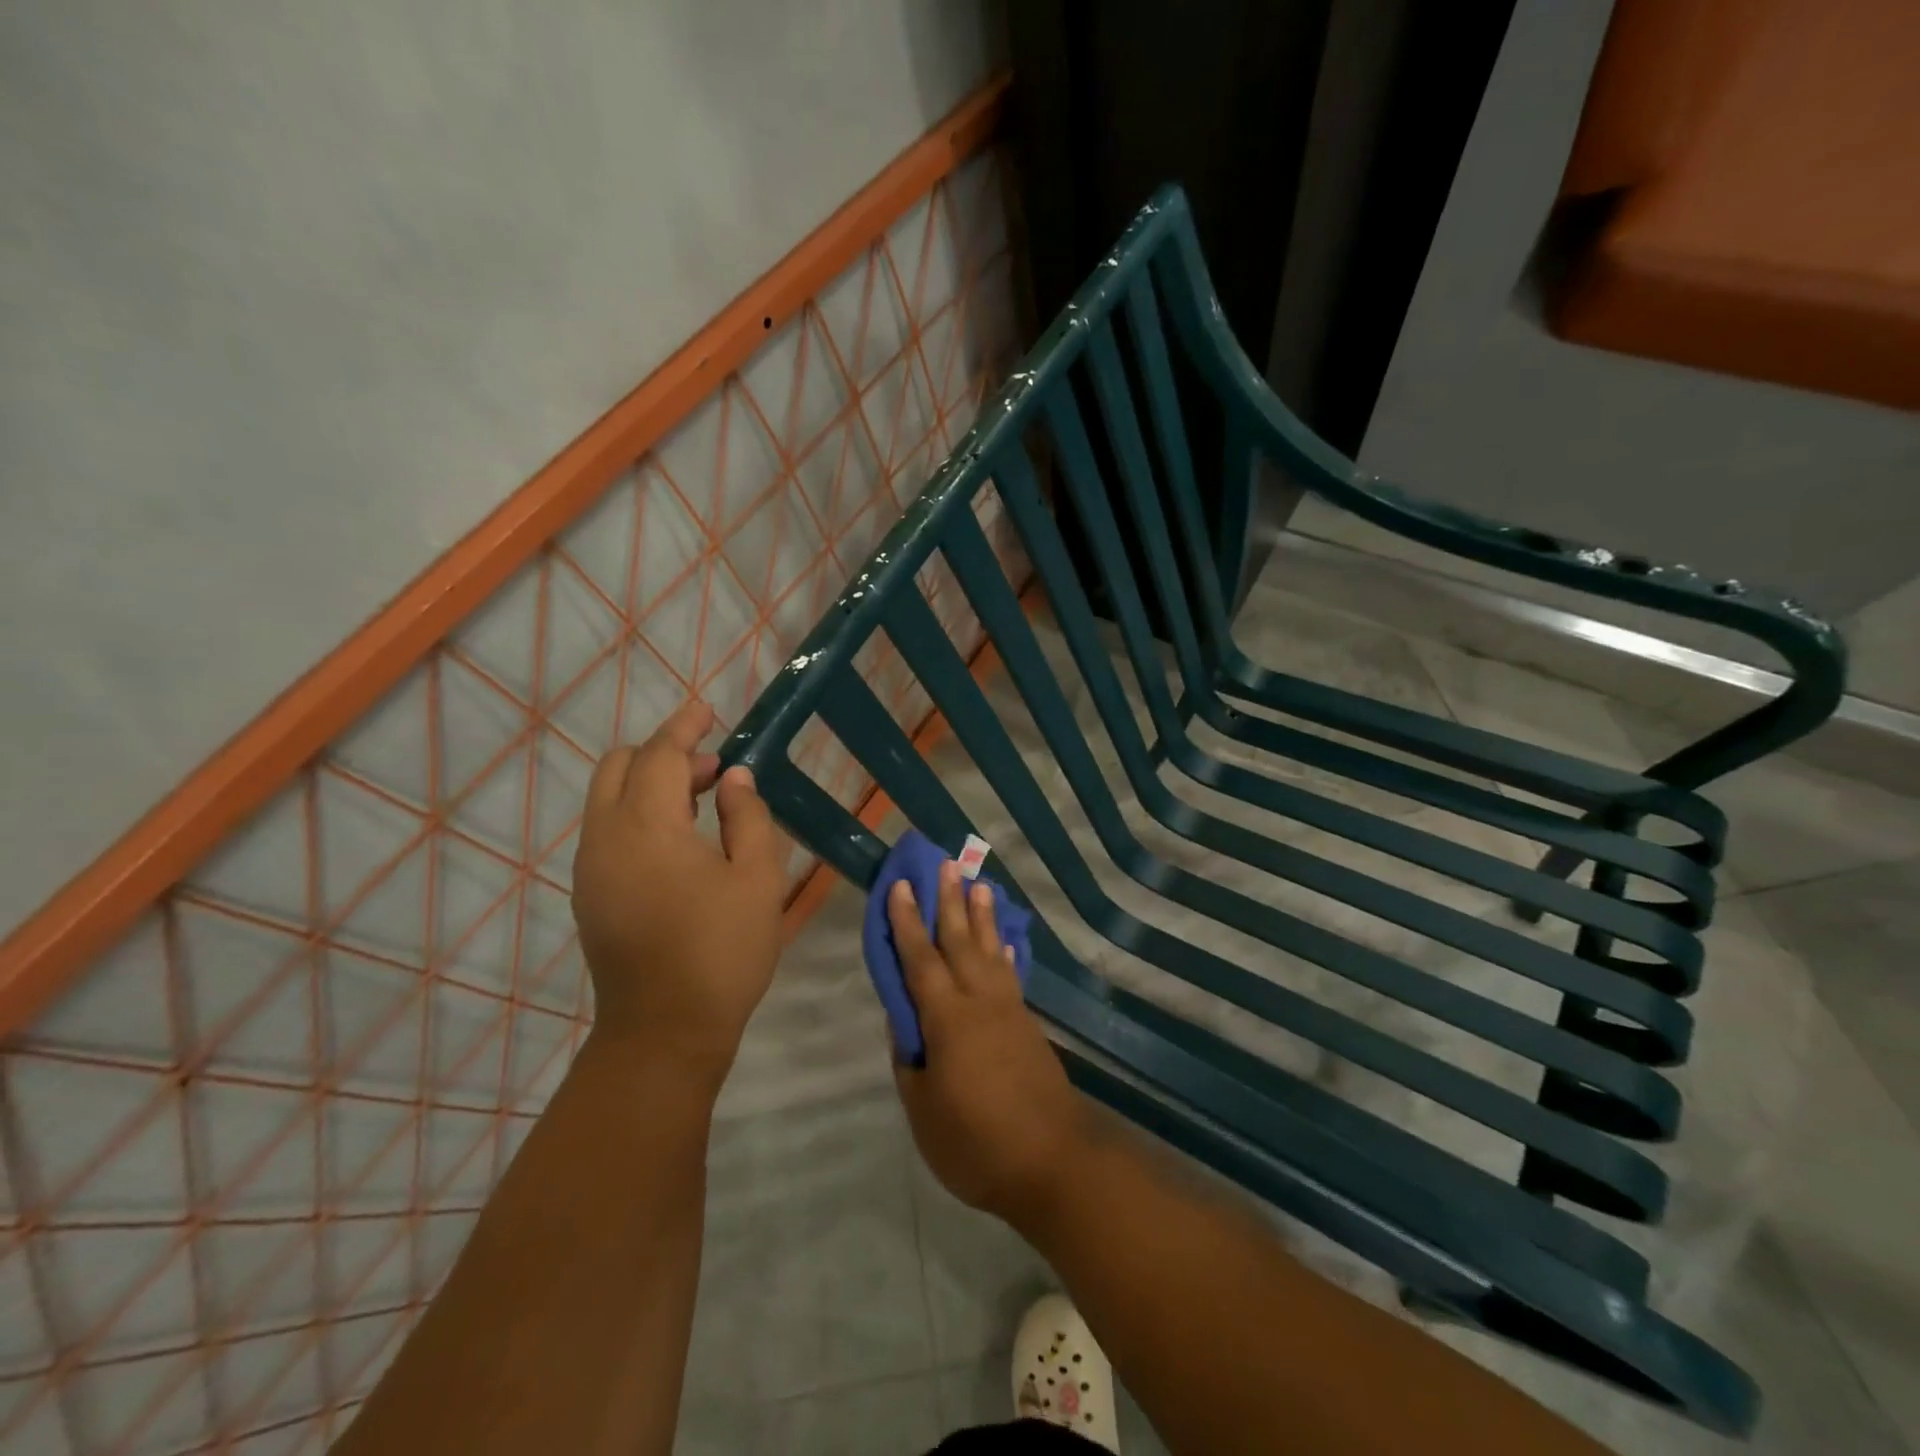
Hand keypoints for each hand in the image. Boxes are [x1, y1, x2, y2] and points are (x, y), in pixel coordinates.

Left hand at [571, 701, 786, 1093]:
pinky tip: (679, 842)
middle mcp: (606, 837)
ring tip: (704, 804)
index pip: (660, 755)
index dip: (685, 727)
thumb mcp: (757, 878)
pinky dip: (638, 814)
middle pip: (620, 767)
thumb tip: (733, 779)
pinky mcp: (589, 894)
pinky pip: (607, 830)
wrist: (664, 1031)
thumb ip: (747, 816)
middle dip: (664, 753)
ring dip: (652, 785)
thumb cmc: (722, 950)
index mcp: (648, 827)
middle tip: (714, 770)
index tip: (708, 710)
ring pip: (609, 798)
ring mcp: (590, 867)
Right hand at [888, 861, 1085, 1223]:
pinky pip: (1012, 975)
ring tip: (980, 886)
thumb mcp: (924, 1112)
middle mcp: (980, 1002)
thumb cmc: (977, 1143)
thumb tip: (903, 1021)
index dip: (907, 922)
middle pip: (960, 942)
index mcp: (947, 1019)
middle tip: (947, 863)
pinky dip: (1007, 954)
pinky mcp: (1029, 1025)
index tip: (902, 885)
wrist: (1053, 1162)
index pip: (920, 960)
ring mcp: (1009, 1011)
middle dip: (950, 901)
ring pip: (991, 951)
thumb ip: (910, 1061)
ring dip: (984, 917)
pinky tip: (1008, 944)